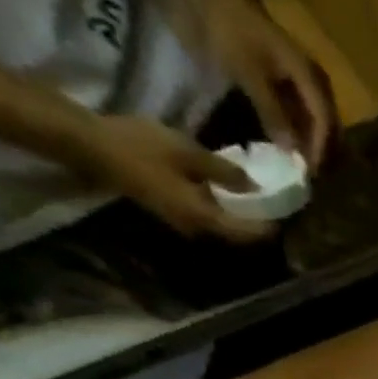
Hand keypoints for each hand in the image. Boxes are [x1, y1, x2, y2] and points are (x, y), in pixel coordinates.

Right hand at [75, 114, 273, 241]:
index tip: (286, 213)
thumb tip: (254, 186)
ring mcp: (183, 222)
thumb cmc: (140, 146)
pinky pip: (207, 215)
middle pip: (237, 234)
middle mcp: (197, 229)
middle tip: (276, 205)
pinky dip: (222, 207)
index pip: (248, 233)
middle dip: (258, 222)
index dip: (269, 225)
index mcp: (204, 218)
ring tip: (257, 198)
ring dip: (240, 215)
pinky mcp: (173, 211)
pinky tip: (228, 191)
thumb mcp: (188, 153)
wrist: (91, 144)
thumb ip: (224, 171)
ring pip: (222, 225)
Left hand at [205, 0, 334, 169]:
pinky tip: (295, 145)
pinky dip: (304, 132)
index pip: (324, 123)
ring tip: (305, 166)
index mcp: (311, 80)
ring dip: (315, 144)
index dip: (319, 150)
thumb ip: (273, 114)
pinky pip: (309, 115)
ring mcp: (308, 82)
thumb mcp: (251, 76)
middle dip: (323, 152)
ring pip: (321, 123)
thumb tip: (291, 153)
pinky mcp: (297, 84)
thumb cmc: (235, 33)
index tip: (311, 174)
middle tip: (313, 177)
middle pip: (329, 126)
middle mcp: (317, 82)